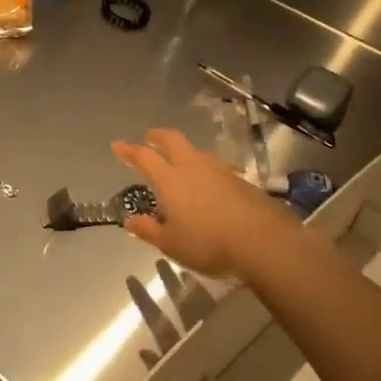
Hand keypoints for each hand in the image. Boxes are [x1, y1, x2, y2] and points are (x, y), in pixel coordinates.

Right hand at [111, 127, 294, 279]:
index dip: (129, 150)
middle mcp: (193, 167)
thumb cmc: (208, 243)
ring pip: (196, 152)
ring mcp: (219, 170)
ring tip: (179, 163)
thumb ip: (148, 230)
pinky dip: (204, 169)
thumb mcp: (171, 244)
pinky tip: (207, 185)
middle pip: (173, 140)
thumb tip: (129, 221)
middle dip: (158, 136)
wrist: (263, 242)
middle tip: (150, 137)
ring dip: (184, 152)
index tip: (118, 145)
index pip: (144, 157)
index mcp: (170, 179)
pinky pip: (215, 167)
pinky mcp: (241, 180)